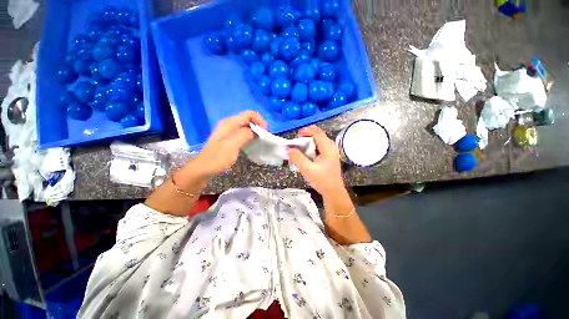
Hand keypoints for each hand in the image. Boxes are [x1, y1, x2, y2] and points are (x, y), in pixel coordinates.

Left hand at [191, 111, 266, 178]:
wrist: (202, 169)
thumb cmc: (216, 159)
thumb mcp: (231, 146)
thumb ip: (244, 135)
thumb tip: (255, 130)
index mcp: (229, 123)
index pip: (250, 114)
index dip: (260, 121)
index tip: (264, 133)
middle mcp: (229, 124)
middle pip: (249, 119)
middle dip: (258, 126)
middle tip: (263, 138)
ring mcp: (229, 131)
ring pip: (247, 126)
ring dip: (255, 131)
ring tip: (260, 141)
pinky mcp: (230, 138)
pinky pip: (243, 133)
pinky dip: (250, 136)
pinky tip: (252, 143)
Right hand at [288, 125, 345, 196]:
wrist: (333, 192)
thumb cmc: (322, 181)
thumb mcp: (308, 170)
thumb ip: (298, 158)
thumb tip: (290, 149)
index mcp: (328, 148)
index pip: (318, 132)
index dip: (307, 131)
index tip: (297, 135)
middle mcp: (331, 147)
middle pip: (319, 135)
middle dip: (307, 136)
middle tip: (297, 142)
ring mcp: (331, 152)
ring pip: (319, 141)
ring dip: (309, 142)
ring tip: (300, 148)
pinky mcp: (329, 156)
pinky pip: (320, 147)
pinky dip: (312, 147)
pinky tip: (307, 155)